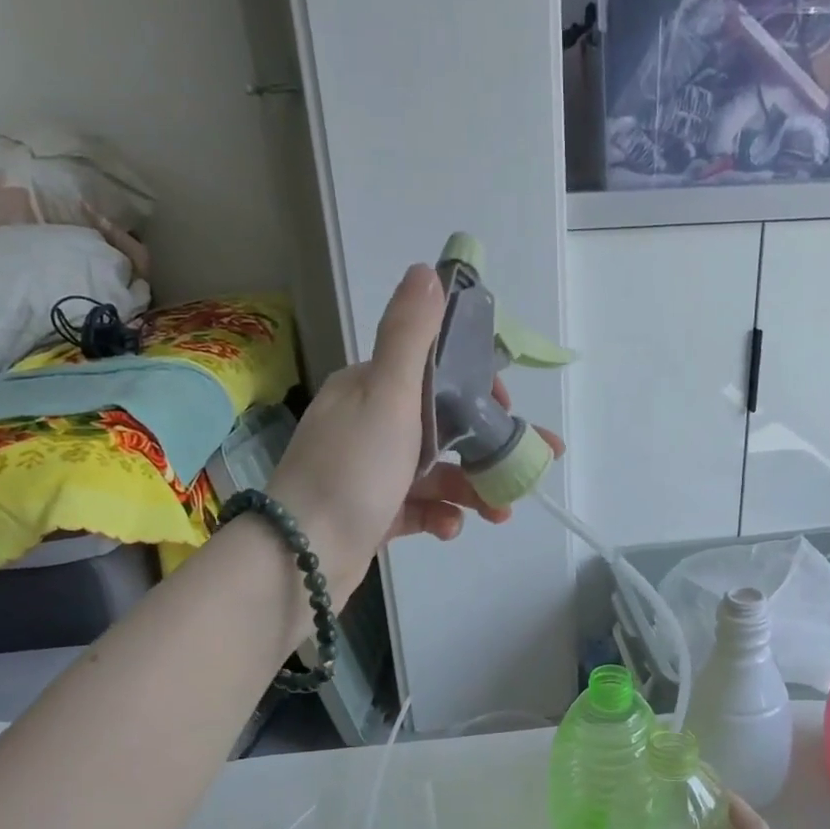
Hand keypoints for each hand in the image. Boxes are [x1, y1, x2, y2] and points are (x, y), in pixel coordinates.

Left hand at [266, 264, 562, 594]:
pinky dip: (440, 516)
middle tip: (528, 469)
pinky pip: (418, 509)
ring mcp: (368, 474)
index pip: (432, 373)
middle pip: (442, 427)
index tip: (508, 409)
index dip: (477, 388)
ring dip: (472, 489)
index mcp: (368, 390)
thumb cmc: (352, 471)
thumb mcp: (387, 396)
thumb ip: (410, 337)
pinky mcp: (371, 516)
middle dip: (487, 448)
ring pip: (435, 473)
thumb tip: (427, 271)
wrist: (302, 557)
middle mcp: (366, 426)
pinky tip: (451, 530)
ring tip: (501, 512)